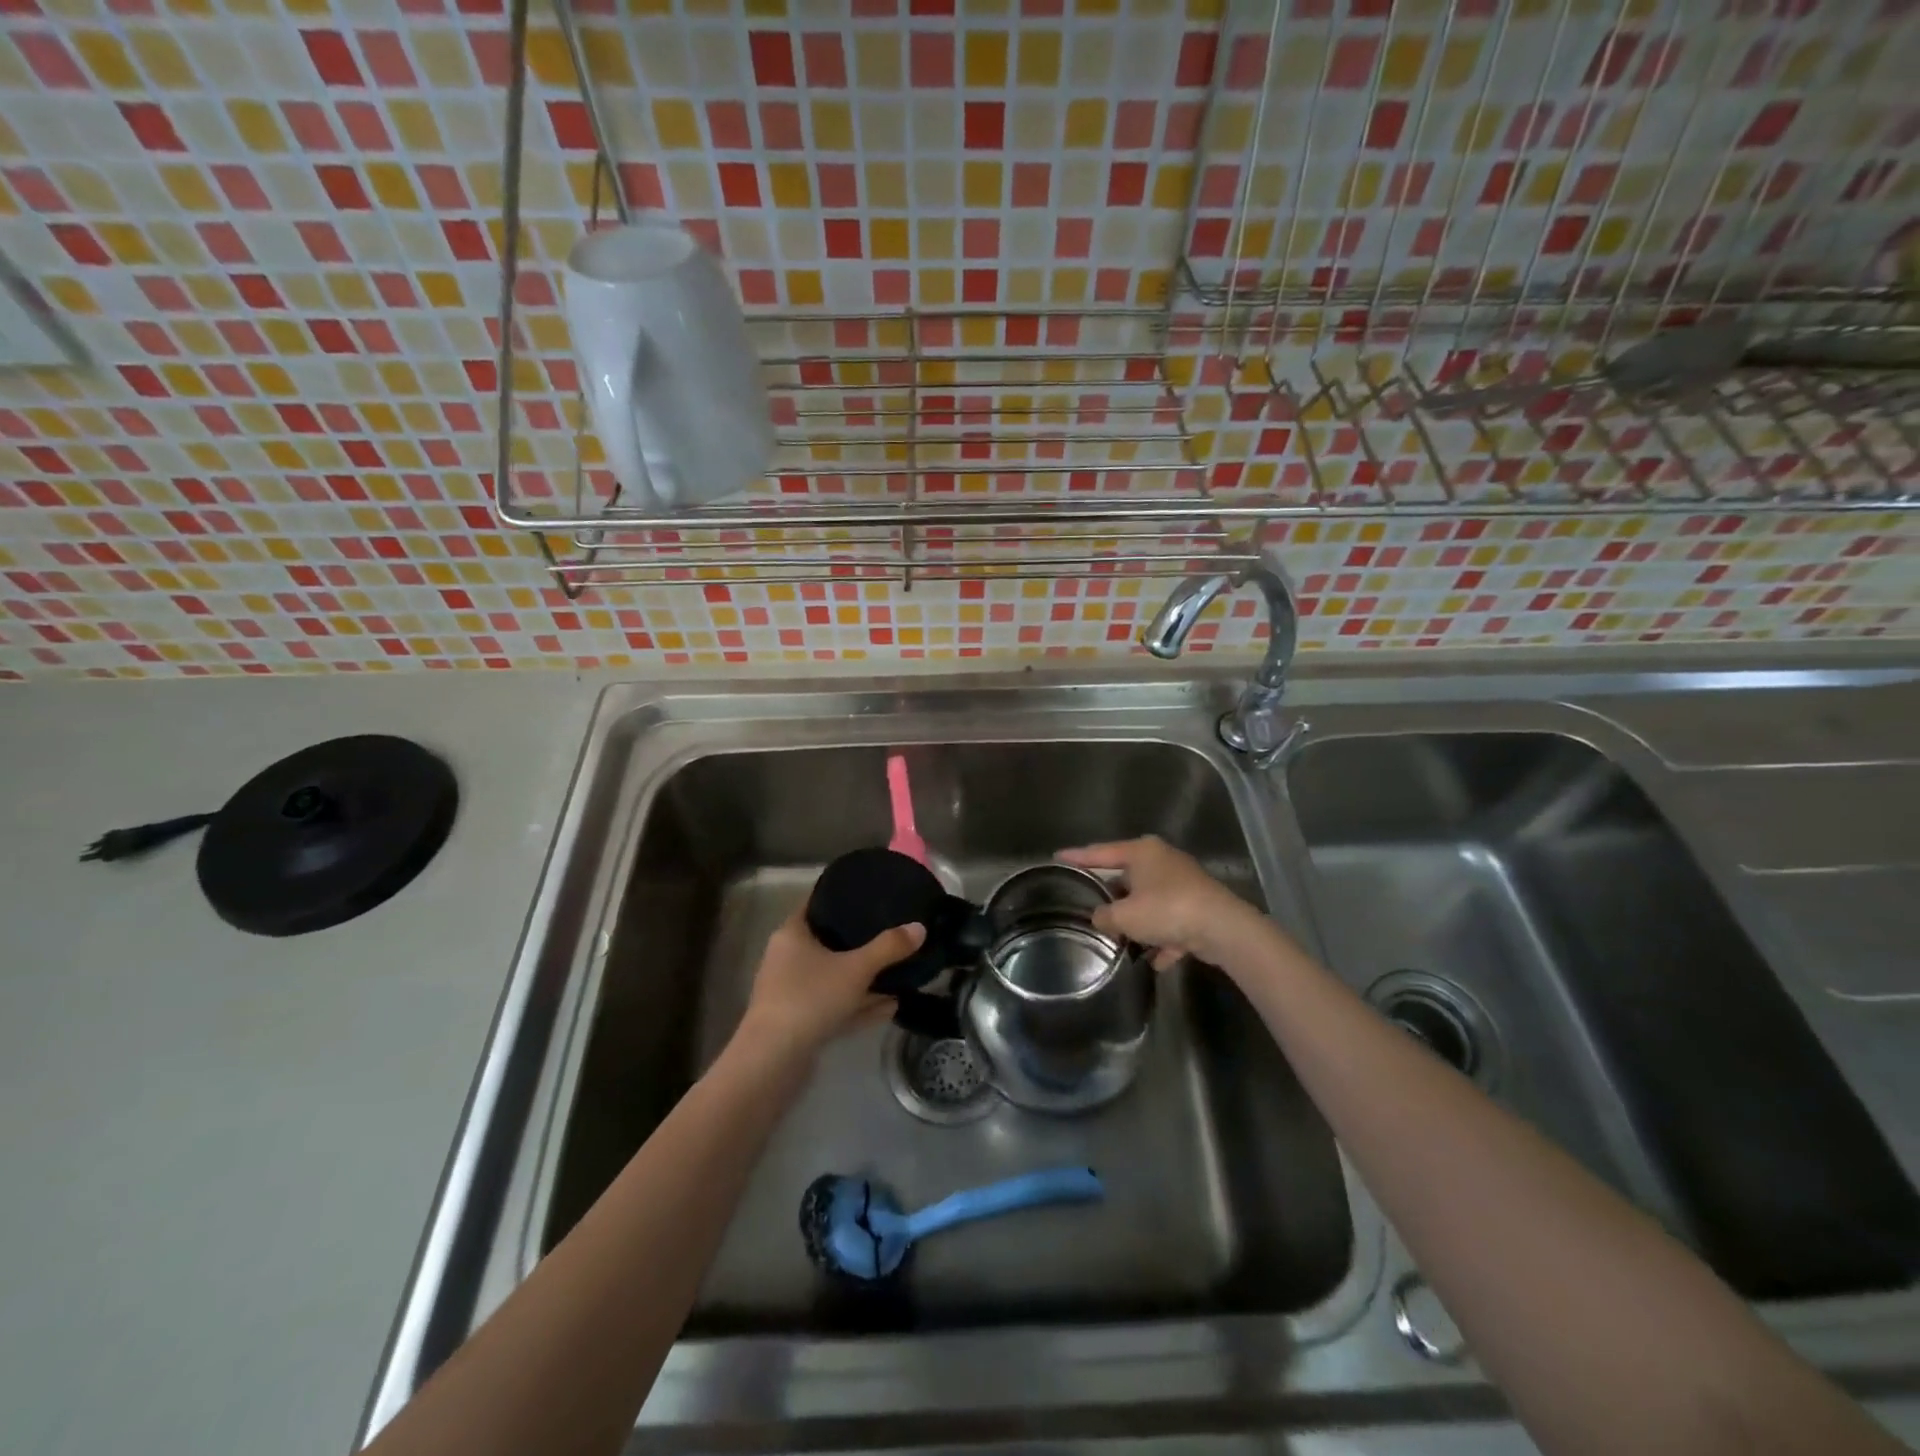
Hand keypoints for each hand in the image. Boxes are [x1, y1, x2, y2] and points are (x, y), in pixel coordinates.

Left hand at [735, 908, 923, 1063]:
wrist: (772, 1061)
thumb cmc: (809, 998)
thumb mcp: (855, 969)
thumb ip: (888, 948)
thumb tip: (919, 927)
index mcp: (792, 935)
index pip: (817, 904)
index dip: (841, 898)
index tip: (869, 896)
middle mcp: (787, 959)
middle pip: (828, 943)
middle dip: (860, 943)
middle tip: (891, 935)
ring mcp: (792, 993)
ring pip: (833, 978)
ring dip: (863, 980)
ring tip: (898, 975)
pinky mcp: (799, 1023)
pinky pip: (834, 1005)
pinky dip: (858, 1005)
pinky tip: (889, 1008)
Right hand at [1058, 835, 1257, 969]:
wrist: (1224, 929)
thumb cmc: (1167, 910)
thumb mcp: (1125, 916)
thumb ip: (1104, 916)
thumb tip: (1101, 918)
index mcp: (1142, 852)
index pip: (1100, 852)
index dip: (1077, 857)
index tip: (1057, 856)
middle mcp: (1163, 861)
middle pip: (1127, 878)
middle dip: (1113, 897)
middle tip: (1093, 906)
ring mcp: (1184, 884)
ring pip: (1150, 902)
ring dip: (1140, 923)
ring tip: (1123, 940)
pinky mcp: (1199, 907)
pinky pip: (1172, 922)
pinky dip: (1164, 939)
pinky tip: (1157, 959)